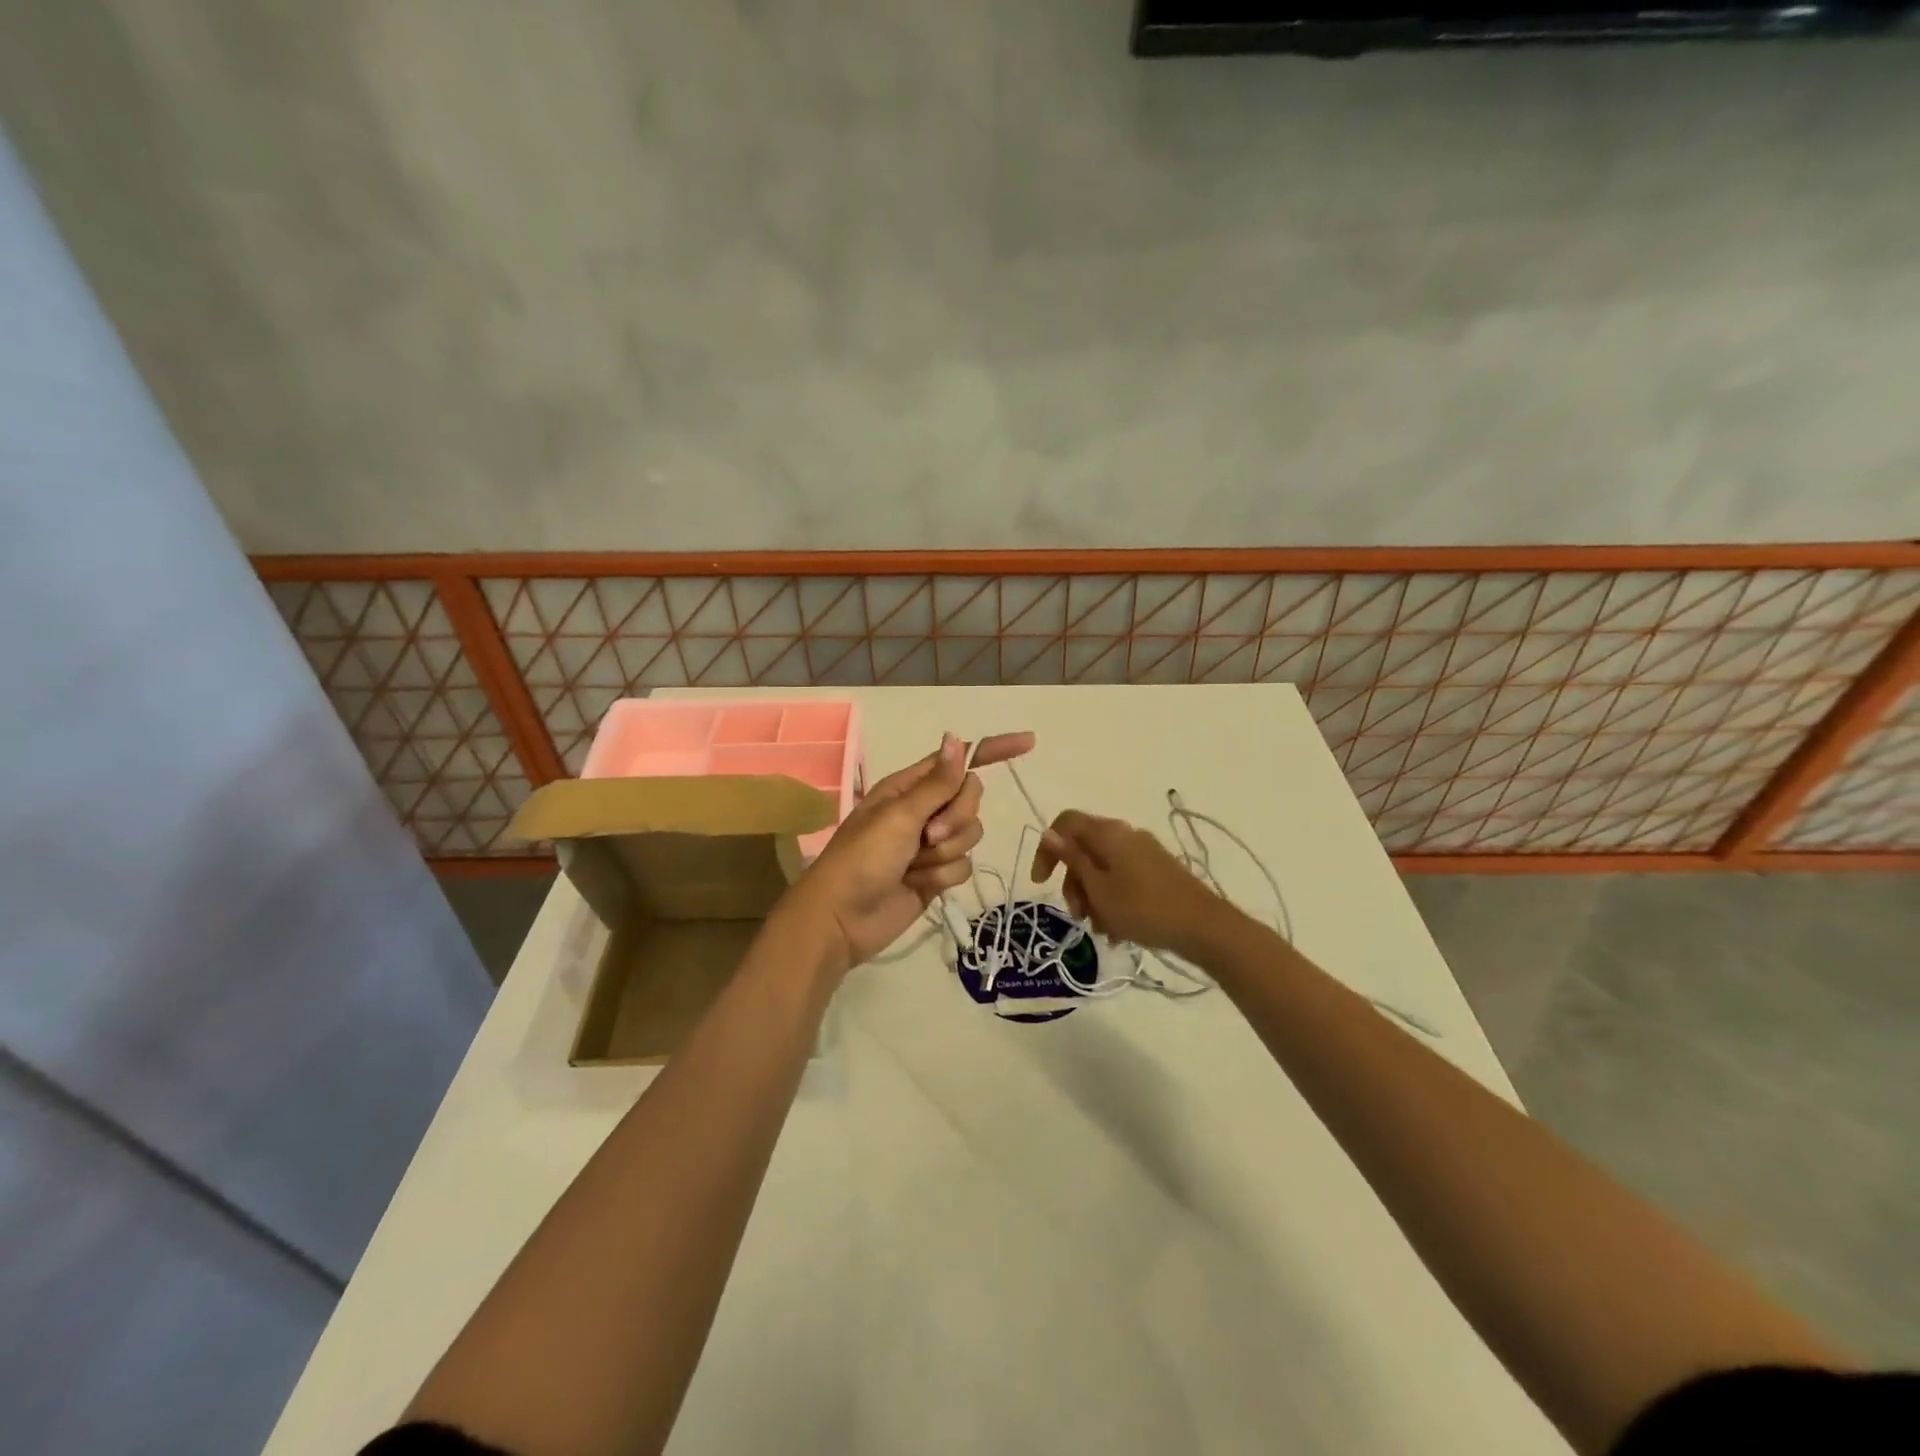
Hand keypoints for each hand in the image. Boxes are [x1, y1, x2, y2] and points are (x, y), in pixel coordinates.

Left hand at [787, 730, 1035, 974]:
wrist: (841, 919)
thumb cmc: (862, 858)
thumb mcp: (899, 816)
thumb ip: (937, 783)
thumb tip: (957, 738)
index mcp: (909, 787)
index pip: (958, 761)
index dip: (992, 750)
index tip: (1029, 742)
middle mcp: (922, 810)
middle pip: (970, 799)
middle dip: (956, 819)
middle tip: (927, 836)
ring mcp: (930, 844)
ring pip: (970, 835)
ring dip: (945, 853)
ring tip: (914, 866)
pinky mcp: (936, 875)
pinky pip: (963, 866)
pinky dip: (942, 877)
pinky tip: (917, 885)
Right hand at [1030, 810, 1225, 957]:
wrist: (1204, 928)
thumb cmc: (1143, 908)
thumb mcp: (1099, 889)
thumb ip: (1073, 860)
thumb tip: (1049, 834)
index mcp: (1109, 833)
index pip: (1065, 824)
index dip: (1047, 849)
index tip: (1041, 883)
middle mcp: (1126, 835)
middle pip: (1084, 849)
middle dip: (1074, 883)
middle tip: (1078, 915)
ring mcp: (1144, 852)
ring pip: (1103, 868)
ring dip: (1093, 897)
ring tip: (1101, 930)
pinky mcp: (1158, 871)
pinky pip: (1123, 879)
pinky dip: (1113, 900)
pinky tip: (1117, 931)